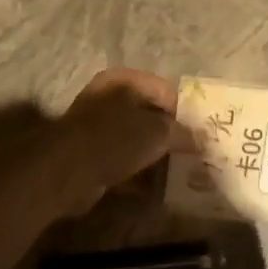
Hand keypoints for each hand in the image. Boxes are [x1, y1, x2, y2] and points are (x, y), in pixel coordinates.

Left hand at [56, 69, 189, 214]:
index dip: (184, 110)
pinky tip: (156, 187)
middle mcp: (108, 98)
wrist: (68, 171)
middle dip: (169, 134)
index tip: (199, 132)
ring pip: (135, 139)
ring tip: (178, 171)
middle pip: (149, 114)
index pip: (163, 90)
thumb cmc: (116, 139)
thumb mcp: (157, 132)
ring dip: (155, 155)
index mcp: (123, 81)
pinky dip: (138, 171)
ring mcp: (96, 127)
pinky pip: (122, 159)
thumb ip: (180, 132)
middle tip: (191, 153)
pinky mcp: (90, 155)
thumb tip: (198, 138)